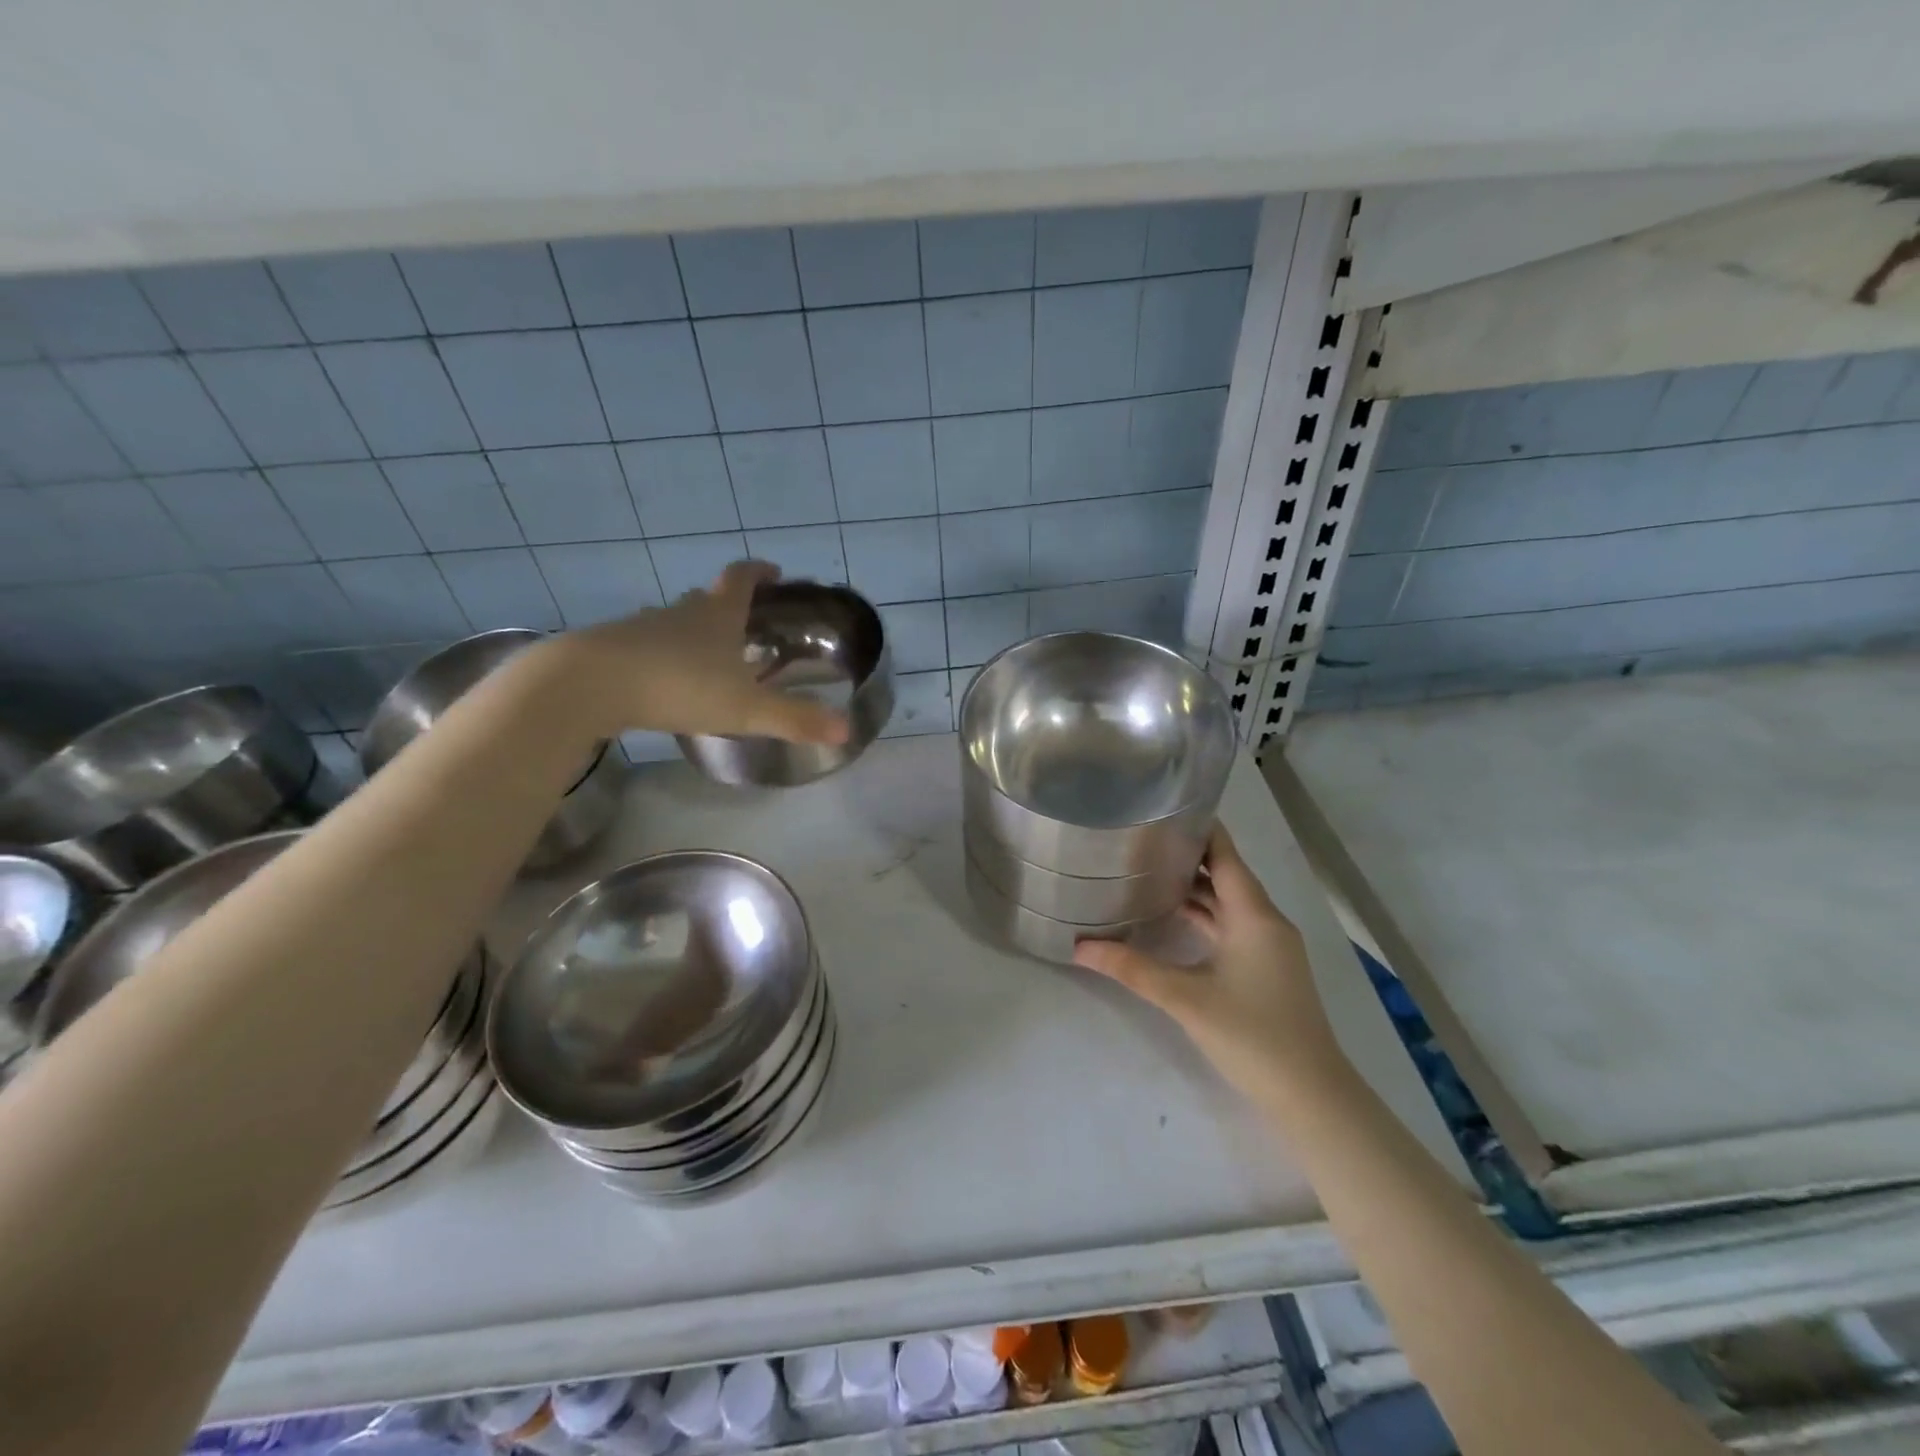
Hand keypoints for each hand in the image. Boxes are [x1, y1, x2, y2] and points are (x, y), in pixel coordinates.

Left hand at [542, 561, 852, 743]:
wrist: (589, 684)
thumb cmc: (679, 685)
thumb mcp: (746, 708)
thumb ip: (795, 719)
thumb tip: (847, 729)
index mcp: (717, 615)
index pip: (742, 579)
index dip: (759, 573)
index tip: (774, 572)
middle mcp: (680, 612)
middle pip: (706, 598)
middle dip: (727, 606)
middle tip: (745, 626)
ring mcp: (642, 627)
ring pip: (674, 623)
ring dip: (692, 633)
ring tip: (707, 660)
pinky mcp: (612, 649)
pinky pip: (645, 646)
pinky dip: (661, 656)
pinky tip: (663, 682)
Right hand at [1073, 825, 1349, 1103]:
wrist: (1311, 1096)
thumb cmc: (1252, 1036)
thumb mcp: (1185, 999)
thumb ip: (1131, 968)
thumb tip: (1078, 947)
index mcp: (1254, 915)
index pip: (1225, 854)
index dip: (1198, 828)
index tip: (1159, 809)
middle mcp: (1265, 921)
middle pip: (1225, 874)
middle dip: (1186, 855)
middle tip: (1138, 839)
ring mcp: (1269, 946)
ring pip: (1228, 902)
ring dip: (1193, 887)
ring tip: (1146, 869)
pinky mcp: (1265, 967)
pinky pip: (1231, 925)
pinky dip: (1204, 915)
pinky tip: (1173, 917)